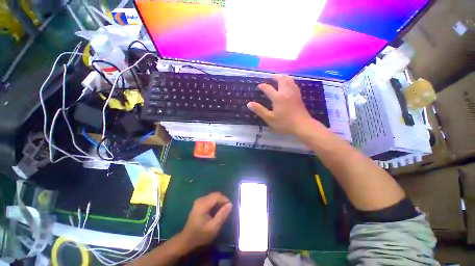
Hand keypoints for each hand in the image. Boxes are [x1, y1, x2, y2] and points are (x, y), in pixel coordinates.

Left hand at [178, 192, 231, 251]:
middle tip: (226, 210)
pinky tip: (216, 211)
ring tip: (222, 211)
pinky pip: (210, 199)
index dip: (225, 199)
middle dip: (222, 200)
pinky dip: (215, 203)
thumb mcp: (213, 227)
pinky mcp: (199, 203)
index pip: (217, 196)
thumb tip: (230, 204)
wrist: (187, 240)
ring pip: (213, 196)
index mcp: (203, 204)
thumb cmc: (200, 235)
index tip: (229, 207)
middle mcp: (200, 200)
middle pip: (215, 195)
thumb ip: (222, 215)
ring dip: (219, 201)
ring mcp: (199, 201)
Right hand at [247, 75, 317, 135]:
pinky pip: (294, 84)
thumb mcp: (269, 118)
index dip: (263, 86)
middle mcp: (286, 92)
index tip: (259, 86)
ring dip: (283, 77)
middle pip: (281, 79)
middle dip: (275, 76)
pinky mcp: (299, 96)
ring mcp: (294, 93)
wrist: (302, 125)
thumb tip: (249, 103)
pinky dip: (289, 81)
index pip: (268, 88)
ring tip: (279, 78)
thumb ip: (259, 110)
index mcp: (278, 97)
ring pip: (289, 80)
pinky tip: (288, 84)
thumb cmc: (285, 123)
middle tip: (270, 77)